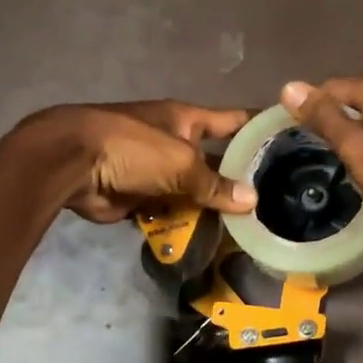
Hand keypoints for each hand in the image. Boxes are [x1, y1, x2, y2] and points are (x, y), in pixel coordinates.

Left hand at [28, 101, 256, 223]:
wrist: (72, 164)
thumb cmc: (132, 147)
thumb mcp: (180, 161)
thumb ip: (214, 183)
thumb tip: (251, 200)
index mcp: (187, 120)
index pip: (233, 121)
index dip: (259, 127)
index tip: (291, 138)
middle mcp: (175, 143)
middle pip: (215, 163)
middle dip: (239, 181)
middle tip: (276, 202)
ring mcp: (157, 172)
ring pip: (194, 193)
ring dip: (213, 210)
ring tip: (250, 230)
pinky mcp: (140, 198)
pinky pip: (171, 213)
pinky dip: (185, 225)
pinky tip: (213, 242)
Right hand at [279, 76, 362, 214]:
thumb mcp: (354, 145)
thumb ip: (322, 117)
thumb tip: (288, 86)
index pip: (332, 87)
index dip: (312, 108)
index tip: (298, 134)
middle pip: (357, 100)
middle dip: (338, 121)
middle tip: (322, 152)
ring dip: (362, 133)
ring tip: (348, 161)